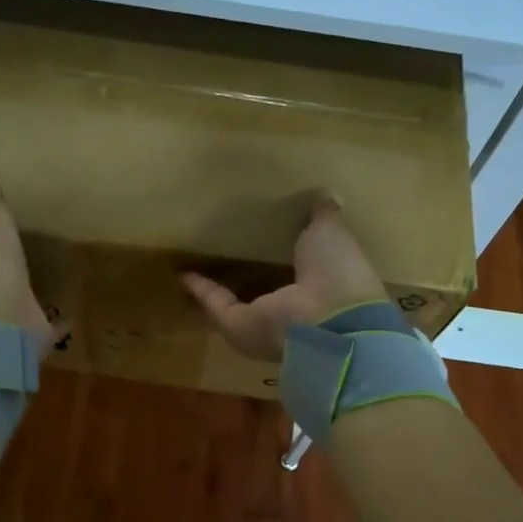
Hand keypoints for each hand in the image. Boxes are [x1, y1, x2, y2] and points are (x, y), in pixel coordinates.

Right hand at [182, 194, 386, 361]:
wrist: (329, 320)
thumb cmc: (338, 273)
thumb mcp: (332, 233)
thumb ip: (325, 216)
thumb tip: (329, 195)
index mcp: (321, 289)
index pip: (300, 272)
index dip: (287, 257)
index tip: (271, 239)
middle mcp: (292, 311)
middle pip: (266, 292)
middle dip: (251, 276)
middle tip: (232, 252)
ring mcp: (263, 322)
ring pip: (236, 302)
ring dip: (218, 285)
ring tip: (201, 262)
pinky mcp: (237, 326)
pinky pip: (217, 304)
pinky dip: (201, 289)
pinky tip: (184, 272)